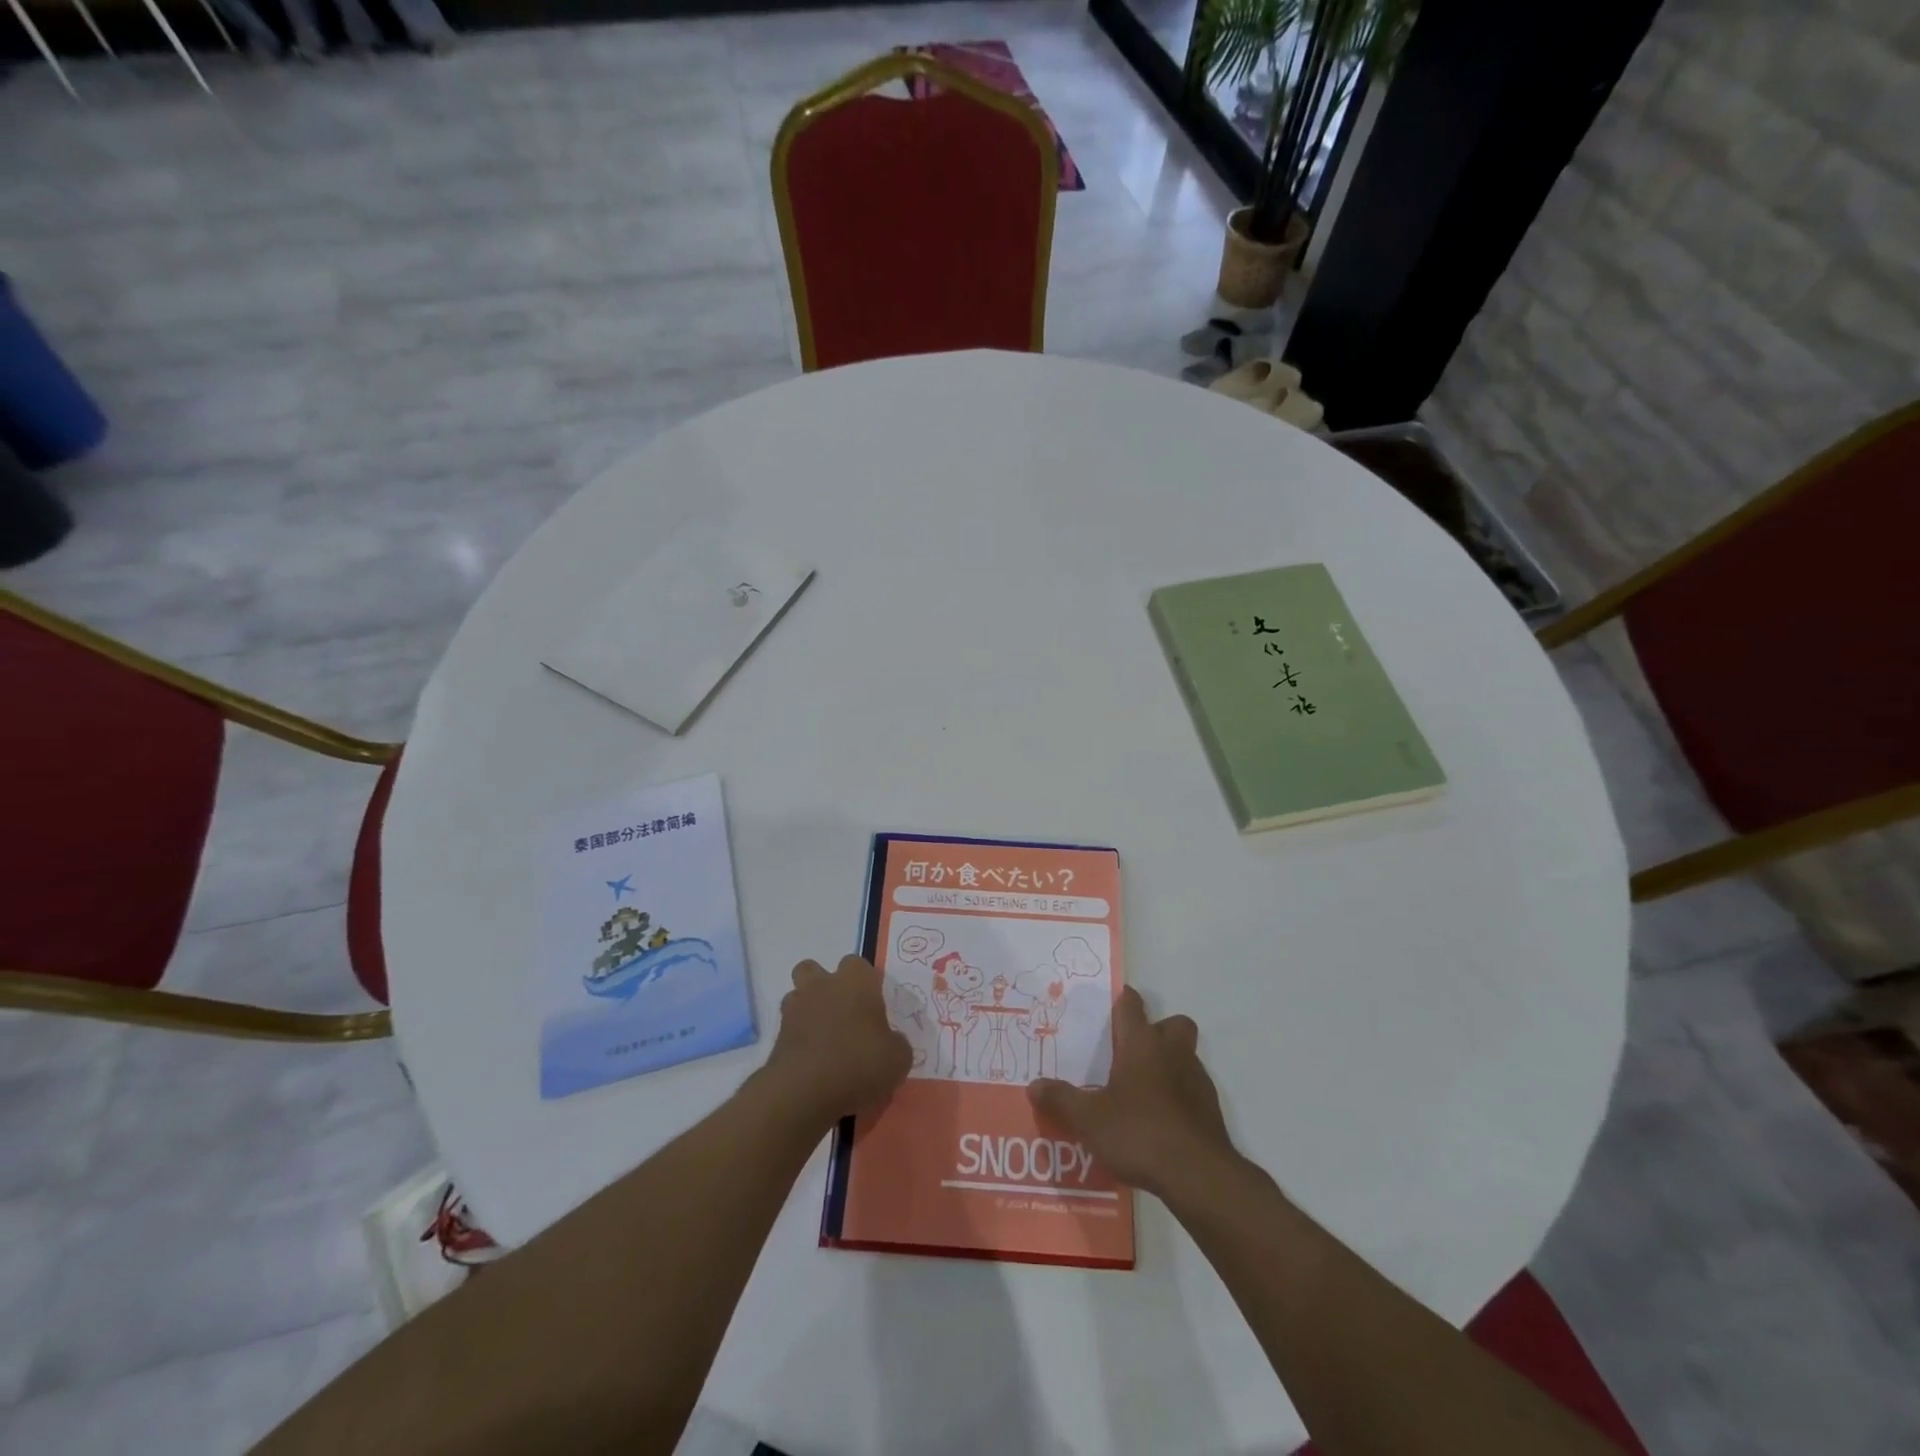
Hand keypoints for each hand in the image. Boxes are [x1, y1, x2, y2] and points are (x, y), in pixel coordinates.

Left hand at [761, 956, 911, 1127]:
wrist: (804, 1092)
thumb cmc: (858, 1064)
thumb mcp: (897, 1059)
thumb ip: (896, 1043)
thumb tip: (891, 1041)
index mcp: (855, 982)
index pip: (858, 964)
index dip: (865, 982)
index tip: (873, 1005)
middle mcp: (823, 986)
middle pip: (814, 969)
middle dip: (824, 985)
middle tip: (842, 1013)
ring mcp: (795, 1009)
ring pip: (797, 995)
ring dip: (807, 1010)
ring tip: (823, 1038)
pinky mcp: (776, 1037)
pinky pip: (789, 1029)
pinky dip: (798, 1039)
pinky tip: (812, 1062)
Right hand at [1027, 987, 1232, 1198]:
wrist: (1198, 1175)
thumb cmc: (1139, 1132)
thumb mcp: (1088, 1119)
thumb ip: (1061, 1099)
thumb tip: (1033, 1085)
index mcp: (1141, 1044)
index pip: (1131, 1005)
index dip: (1122, 1000)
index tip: (1112, 1004)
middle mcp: (1172, 1052)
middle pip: (1173, 1024)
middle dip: (1158, 1030)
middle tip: (1134, 1051)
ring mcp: (1197, 1080)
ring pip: (1186, 1056)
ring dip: (1169, 1064)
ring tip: (1143, 1091)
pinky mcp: (1211, 1110)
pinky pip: (1193, 1089)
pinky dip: (1180, 1096)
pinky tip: (1161, 1121)